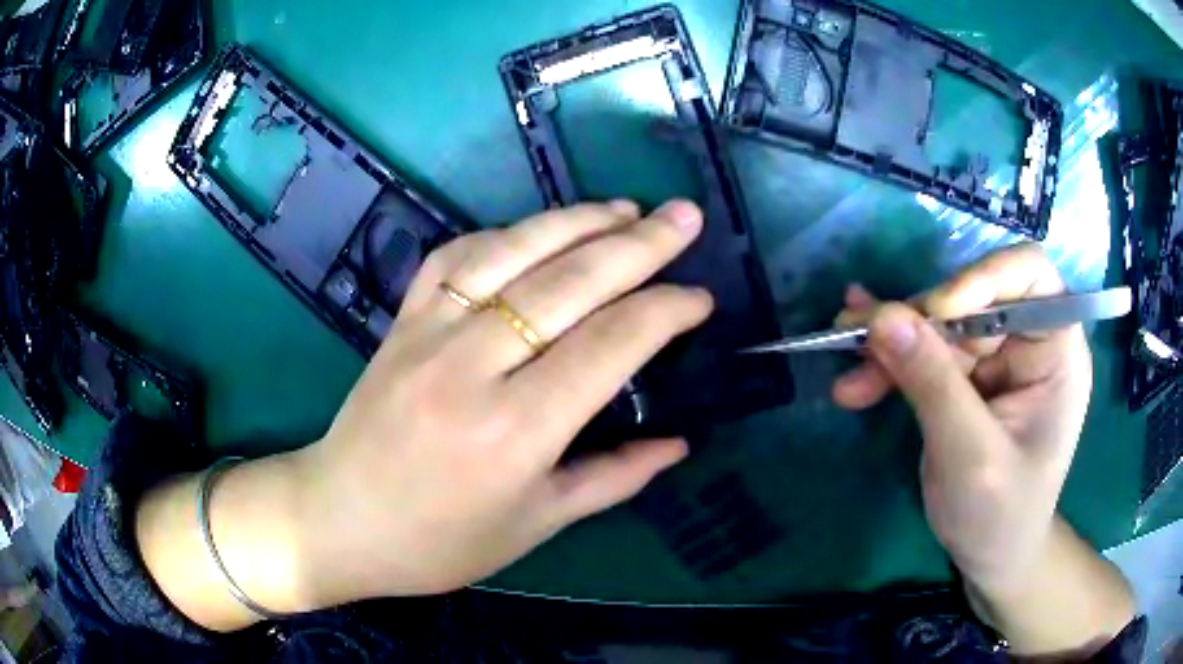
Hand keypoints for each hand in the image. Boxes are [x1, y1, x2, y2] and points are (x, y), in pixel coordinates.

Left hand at [294, 200, 711, 605]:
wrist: (339, 519)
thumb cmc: (439, 542)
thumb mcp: (535, 525)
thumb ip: (613, 478)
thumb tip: (679, 444)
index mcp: (515, 432)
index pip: (610, 346)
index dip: (664, 312)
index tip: (701, 297)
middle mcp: (472, 367)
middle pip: (570, 284)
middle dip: (639, 244)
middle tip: (685, 216)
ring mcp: (429, 332)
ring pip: (513, 252)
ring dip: (576, 221)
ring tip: (626, 208)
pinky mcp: (401, 319)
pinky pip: (456, 256)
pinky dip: (504, 234)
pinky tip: (537, 230)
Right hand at [832, 244, 1092, 590]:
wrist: (990, 557)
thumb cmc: (1000, 515)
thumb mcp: (970, 456)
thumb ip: (933, 385)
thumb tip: (882, 317)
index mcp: (1056, 351)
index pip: (1031, 275)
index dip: (985, 277)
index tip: (936, 309)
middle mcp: (1027, 343)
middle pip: (972, 298)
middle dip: (918, 318)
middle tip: (860, 337)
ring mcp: (995, 360)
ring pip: (939, 325)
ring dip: (892, 341)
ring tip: (846, 356)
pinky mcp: (966, 379)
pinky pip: (924, 353)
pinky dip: (890, 362)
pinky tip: (856, 370)